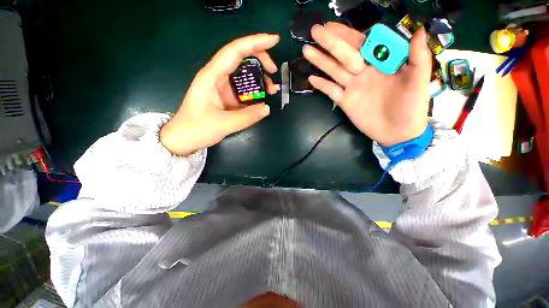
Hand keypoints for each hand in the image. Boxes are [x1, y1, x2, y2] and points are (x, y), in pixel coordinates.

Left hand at [160, 34, 279, 155]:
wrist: (184, 139)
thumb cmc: (197, 129)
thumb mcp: (224, 124)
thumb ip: (247, 117)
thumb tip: (267, 108)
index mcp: (212, 76)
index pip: (234, 52)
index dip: (255, 43)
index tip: (274, 40)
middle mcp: (217, 77)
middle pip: (240, 58)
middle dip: (260, 60)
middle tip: (274, 71)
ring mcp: (221, 87)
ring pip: (243, 74)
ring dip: (259, 78)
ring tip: (272, 89)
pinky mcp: (225, 97)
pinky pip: (242, 89)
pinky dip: (254, 91)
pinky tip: (262, 98)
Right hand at [303, 23, 431, 146]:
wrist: (398, 132)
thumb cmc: (412, 107)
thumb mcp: (419, 80)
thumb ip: (418, 57)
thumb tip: (418, 29)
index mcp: (380, 64)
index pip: (362, 44)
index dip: (347, 34)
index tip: (332, 25)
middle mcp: (363, 73)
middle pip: (343, 55)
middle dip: (330, 43)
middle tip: (314, 32)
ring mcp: (352, 88)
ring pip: (334, 71)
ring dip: (320, 61)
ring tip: (306, 51)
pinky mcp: (345, 102)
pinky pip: (331, 92)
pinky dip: (322, 86)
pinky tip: (311, 78)